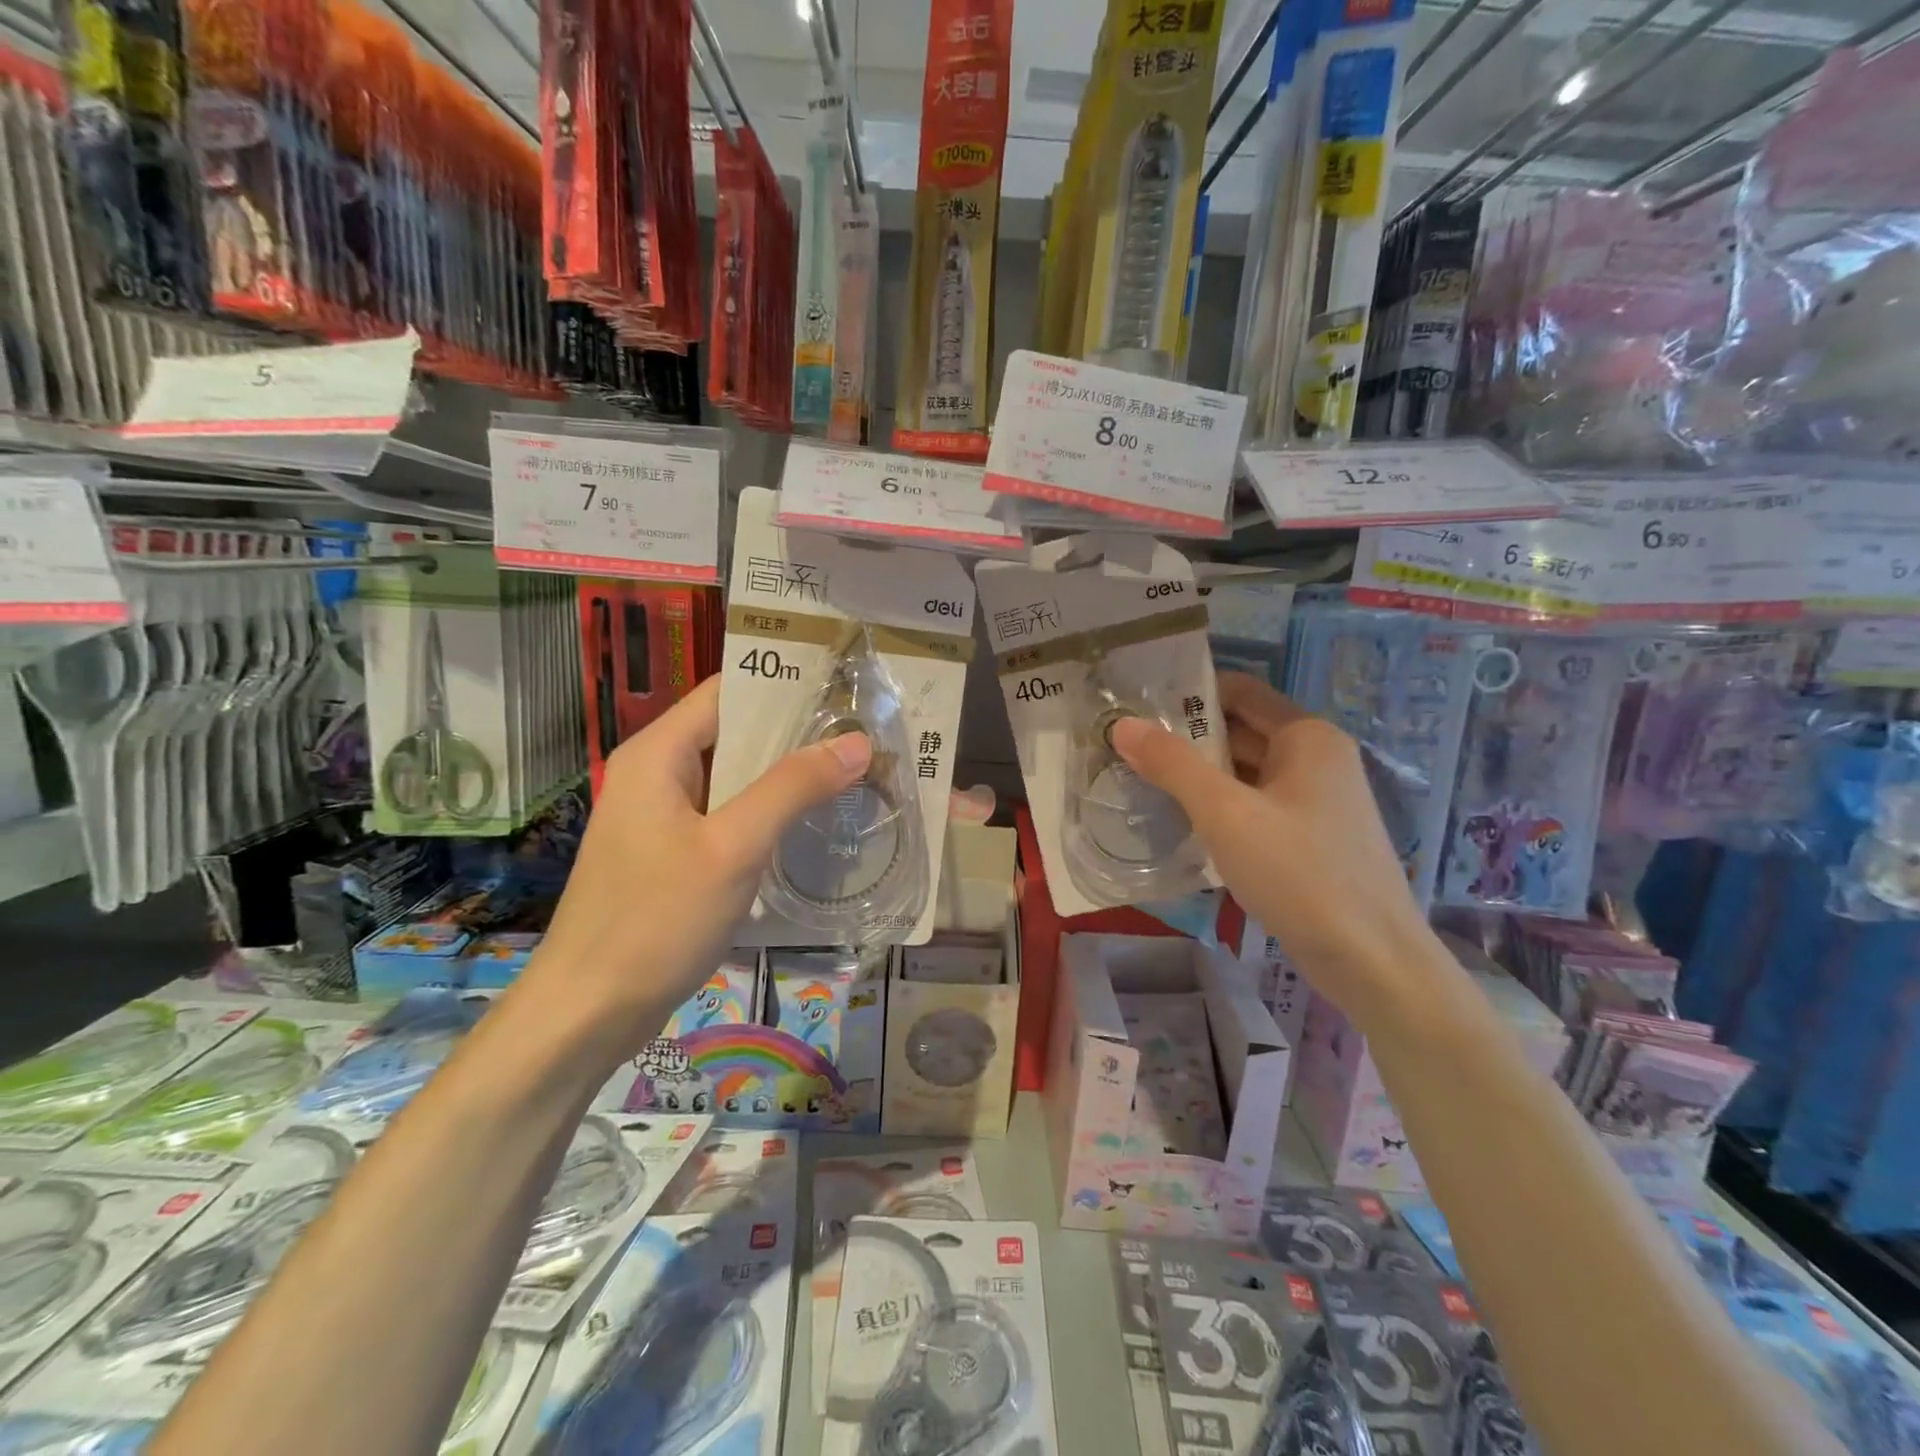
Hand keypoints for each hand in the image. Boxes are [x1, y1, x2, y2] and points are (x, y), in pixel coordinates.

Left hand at [527, 677, 871, 1064]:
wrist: (588, 1013)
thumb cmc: (656, 920)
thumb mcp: (734, 847)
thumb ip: (793, 788)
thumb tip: (856, 743)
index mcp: (658, 754)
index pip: (729, 691)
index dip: (786, 683)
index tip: (846, 690)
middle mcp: (657, 773)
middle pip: (734, 733)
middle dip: (797, 733)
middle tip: (863, 736)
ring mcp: (662, 817)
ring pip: (734, 778)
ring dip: (785, 775)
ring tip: (851, 771)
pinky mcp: (671, 854)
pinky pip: (727, 816)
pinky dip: (766, 813)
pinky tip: (810, 823)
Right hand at [1110, 672, 1432, 1025]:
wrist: (1372, 961)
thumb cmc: (1300, 873)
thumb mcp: (1226, 814)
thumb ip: (1173, 765)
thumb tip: (1122, 725)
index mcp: (1306, 736)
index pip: (1239, 690)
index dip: (1189, 693)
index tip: (1138, 706)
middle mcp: (1317, 757)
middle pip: (1241, 730)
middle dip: (1186, 738)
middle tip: (1126, 748)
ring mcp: (1317, 800)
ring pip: (1246, 772)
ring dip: (1200, 775)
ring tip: (1141, 780)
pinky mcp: (1311, 838)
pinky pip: (1256, 805)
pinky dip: (1221, 807)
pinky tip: (1183, 822)